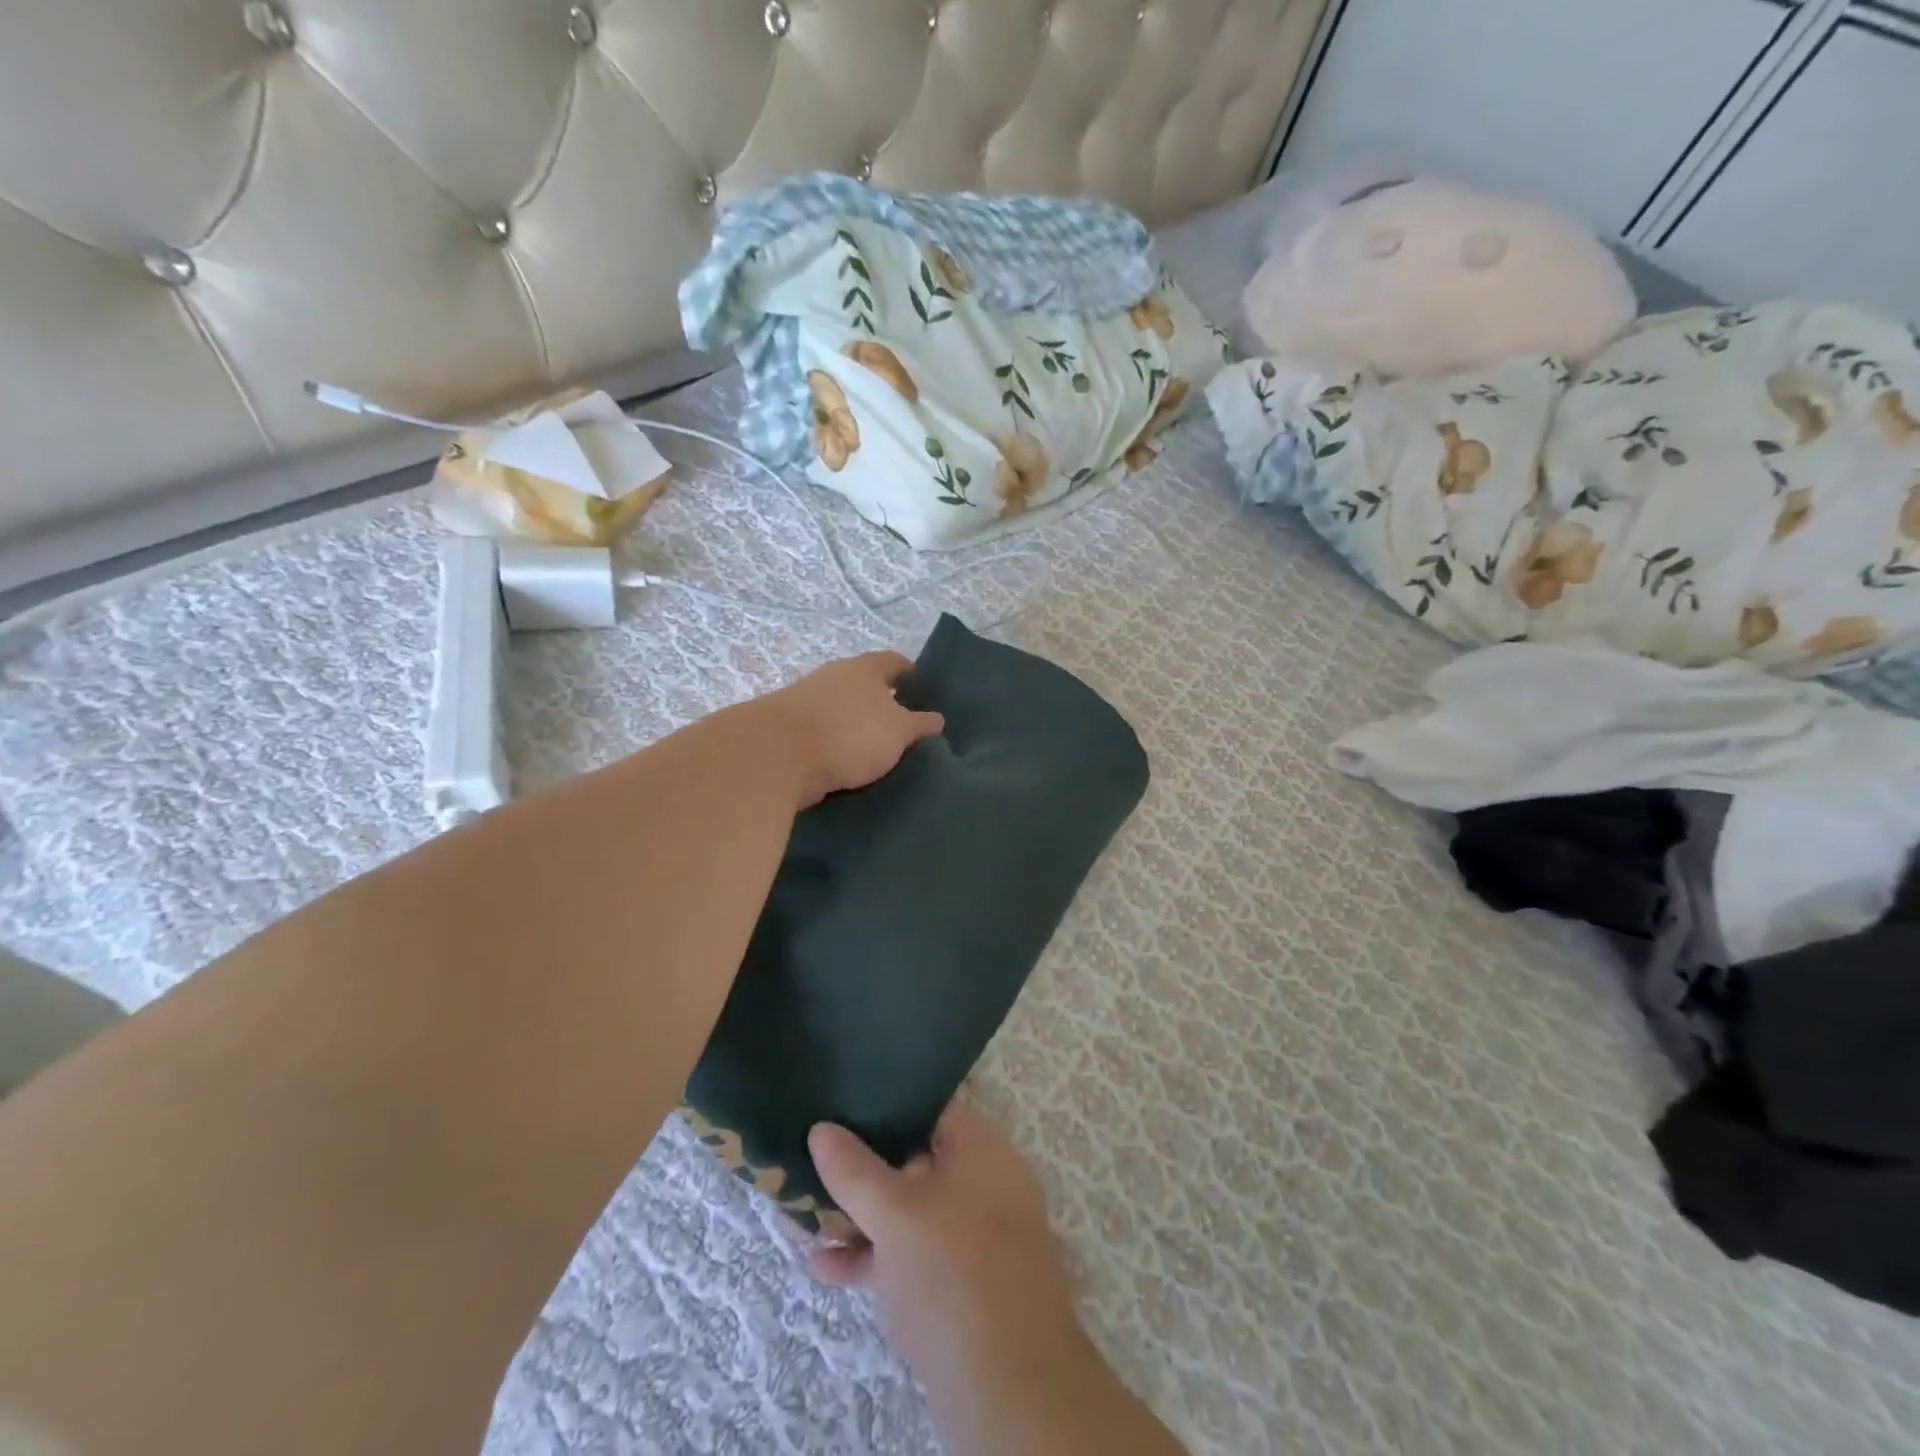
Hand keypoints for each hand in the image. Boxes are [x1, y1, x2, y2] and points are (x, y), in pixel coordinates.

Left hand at [767, 651, 943, 807]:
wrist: (778, 756)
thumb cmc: (850, 733)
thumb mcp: (899, 731)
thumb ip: (919, 724)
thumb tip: (936, 719)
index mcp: (864, 668)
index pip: (893, 661)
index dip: (910, 672)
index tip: (922, 687)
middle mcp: (834, 677)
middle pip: (864, 684)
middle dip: (882, 702)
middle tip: (903, 726)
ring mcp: (807, 701)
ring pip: (841, 710)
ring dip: (856, 726)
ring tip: (877, 750)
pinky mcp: (788, 729)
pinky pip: (822, 734)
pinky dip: (835, 745)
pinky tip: (846, 765)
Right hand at [807, 1106, 1187, 1455]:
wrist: (1008, 1385)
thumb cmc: (951, 1270)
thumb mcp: (894, 1213)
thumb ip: (854, 1170)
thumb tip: (821, 1129)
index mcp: (982, 1147)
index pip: (929, 1107)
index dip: (884, 1104)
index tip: (840, 1106)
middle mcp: (985, 1181)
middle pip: (915, 1160)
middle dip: (860, 1171)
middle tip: (812, 1166)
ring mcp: (976, 1233)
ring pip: (910, 1211)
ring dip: (859, 1219)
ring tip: (801, 1221)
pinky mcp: (965, 1282)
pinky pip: (915, 1252)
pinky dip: (876, 1256)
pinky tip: (826, 1267)